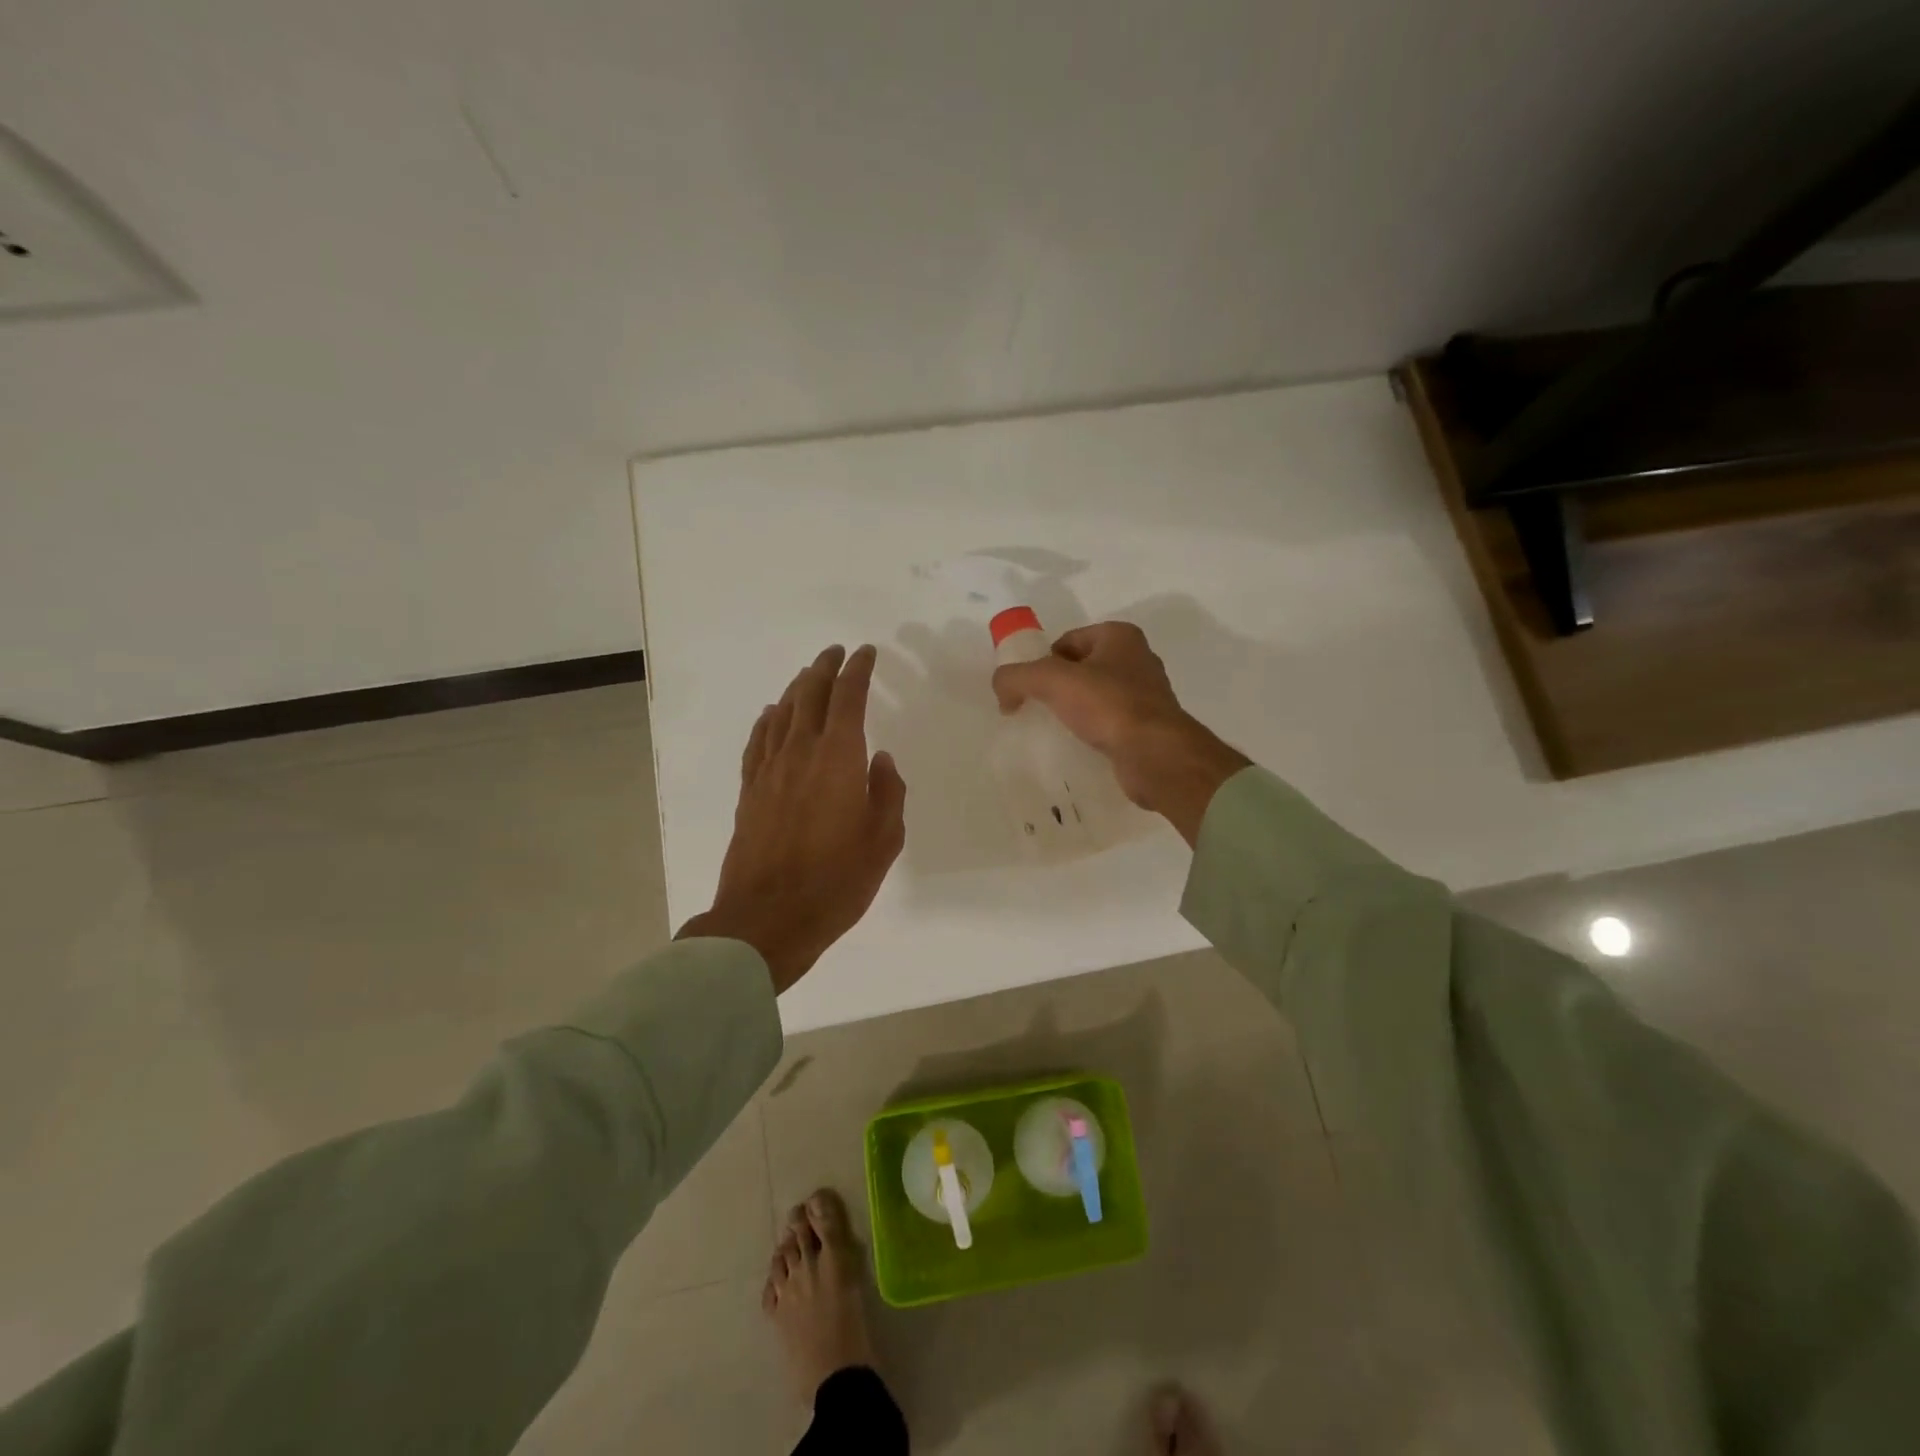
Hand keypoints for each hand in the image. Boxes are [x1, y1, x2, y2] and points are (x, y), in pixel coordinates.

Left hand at [678, 645, 906, 993]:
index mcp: (838, 758)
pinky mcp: (749, 791)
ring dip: (796, 689)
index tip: (865, 653)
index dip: (857, 670)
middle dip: (824, 668)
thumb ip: (888, 792)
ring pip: (781, 713)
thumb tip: (880, 760)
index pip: (848, 697)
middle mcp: (800, 752)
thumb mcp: (884, 840)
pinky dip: (767, 721)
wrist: (768, 917)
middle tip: (835, 653)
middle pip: (809, 695)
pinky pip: (758, 742)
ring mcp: (769, 770)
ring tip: (808, 677)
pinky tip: (771, 715)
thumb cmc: (836, 880)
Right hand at [991, 622, 1248, 846]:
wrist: (1155, 754)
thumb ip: (1016, 677)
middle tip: (1037, 710)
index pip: (1067, 641)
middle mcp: (1137, 659)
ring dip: (1075, 710)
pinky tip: (1079, 745)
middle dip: (1058, 687)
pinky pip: (1109, 722)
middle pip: (1081, 668)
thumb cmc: (1108, 705)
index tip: (1029, 689)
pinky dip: (1092, 731)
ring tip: (1056, 730)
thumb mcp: (1051, 681)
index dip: (1043, 662)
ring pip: (1096, 696)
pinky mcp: (1148, 726)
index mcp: (1119, 636)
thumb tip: (1001, 688)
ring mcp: (1146, 694)